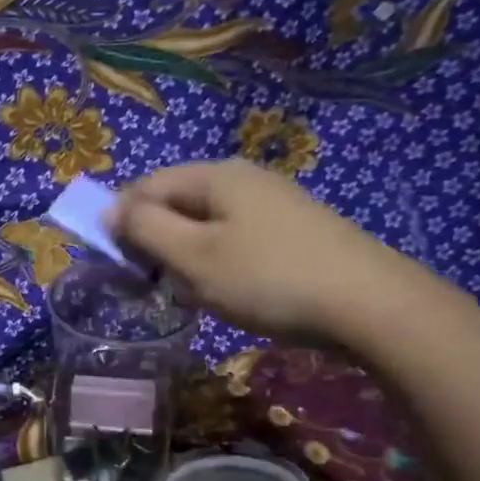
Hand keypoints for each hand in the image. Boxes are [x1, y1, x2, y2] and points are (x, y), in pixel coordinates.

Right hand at [111, 160, 415, 344]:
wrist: (369, 304)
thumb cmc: (268, 278)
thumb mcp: (194, 257)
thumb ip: (145, 229)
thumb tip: (110, 209)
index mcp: (215, 175)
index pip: (147, 186)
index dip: (123, 222)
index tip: (120, 266)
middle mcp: (244, 177)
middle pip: (178, 201)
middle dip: (157, 241)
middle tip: (159, 285)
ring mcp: (275, 202)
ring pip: (207, 223)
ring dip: (188, 257)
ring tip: (196, 293)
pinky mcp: (296, 229)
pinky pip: (238, 238)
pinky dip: (221, 263)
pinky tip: (234, 292)